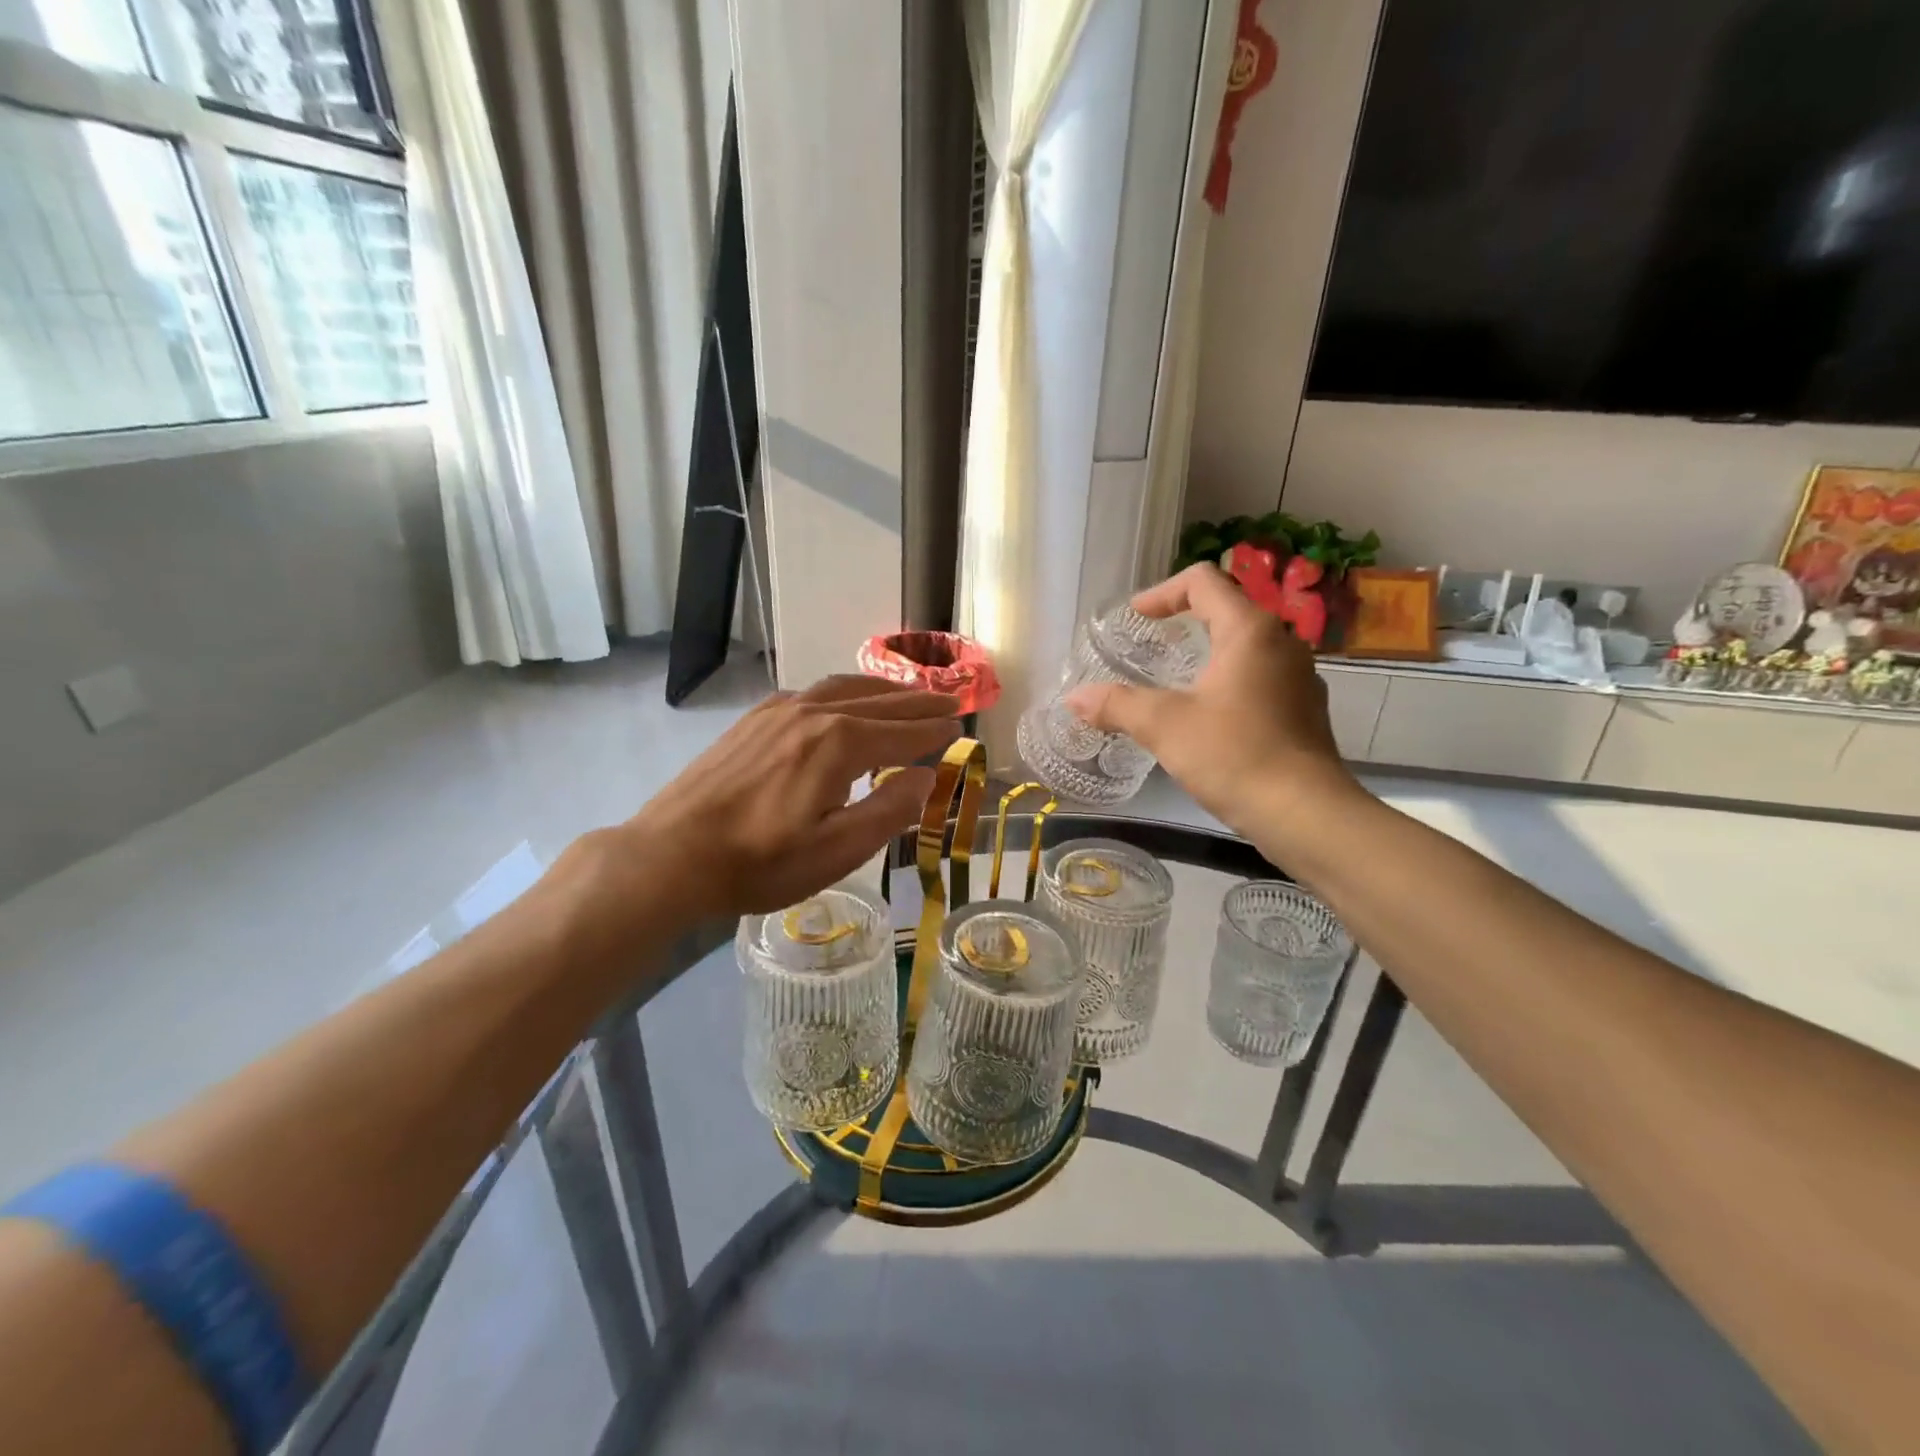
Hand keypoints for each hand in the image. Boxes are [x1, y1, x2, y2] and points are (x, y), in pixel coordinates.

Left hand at [580, 676, 957, 922]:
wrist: (672, 854)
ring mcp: (780, 711)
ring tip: (908, 694)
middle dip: (919, 702)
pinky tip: (845, 702)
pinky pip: (814, 691)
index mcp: (839, 743)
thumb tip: (926, 777)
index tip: (962, 727)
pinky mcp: (755, 719)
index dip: (935, 732)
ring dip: (883, 690)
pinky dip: (845, 691)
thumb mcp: (837, 851)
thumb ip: (889, 811)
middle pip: (880, 702)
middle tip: (950, 701)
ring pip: (845, 688)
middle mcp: (814, 713)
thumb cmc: (760, 862)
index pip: (903, 732)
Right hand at [1066, 564, 1360, 844]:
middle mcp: (1282, 643)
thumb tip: (1073, 699)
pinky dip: (1227, 683)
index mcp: (1250, 631)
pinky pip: (1259, 679)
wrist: (1305, 814)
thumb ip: (1116, 705)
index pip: (1203, 582)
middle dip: (1184, 622)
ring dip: (1208, 654)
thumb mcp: (1164, 726)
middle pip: (1227, 610)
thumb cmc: (1234, 755)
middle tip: (1150, 646)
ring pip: (1246, 647)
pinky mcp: (1304, 711)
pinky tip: (1208, 719)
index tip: (1136, 618)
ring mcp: (1299, 678)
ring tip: (1174, 683)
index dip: (1163, 592)